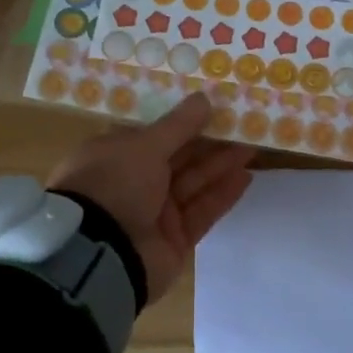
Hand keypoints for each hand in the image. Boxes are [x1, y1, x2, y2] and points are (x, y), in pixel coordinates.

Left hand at [46, 91, 255, 302]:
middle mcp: (133, 183)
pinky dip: (222, 194)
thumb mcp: (145, 145)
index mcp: (116, 156)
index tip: (213, 108)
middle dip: (209, 142)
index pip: (154, 135)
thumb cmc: (114, 183)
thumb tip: (204, 98)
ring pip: (194, 183)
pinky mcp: (175, 239)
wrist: (100, 254)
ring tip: (252, 145)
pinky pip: (202, 211)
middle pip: (178, 159)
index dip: (184, 122)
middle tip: (241, 125)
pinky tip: (245, 177)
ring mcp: (154, 213)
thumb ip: (179, 124)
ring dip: (221, 165)